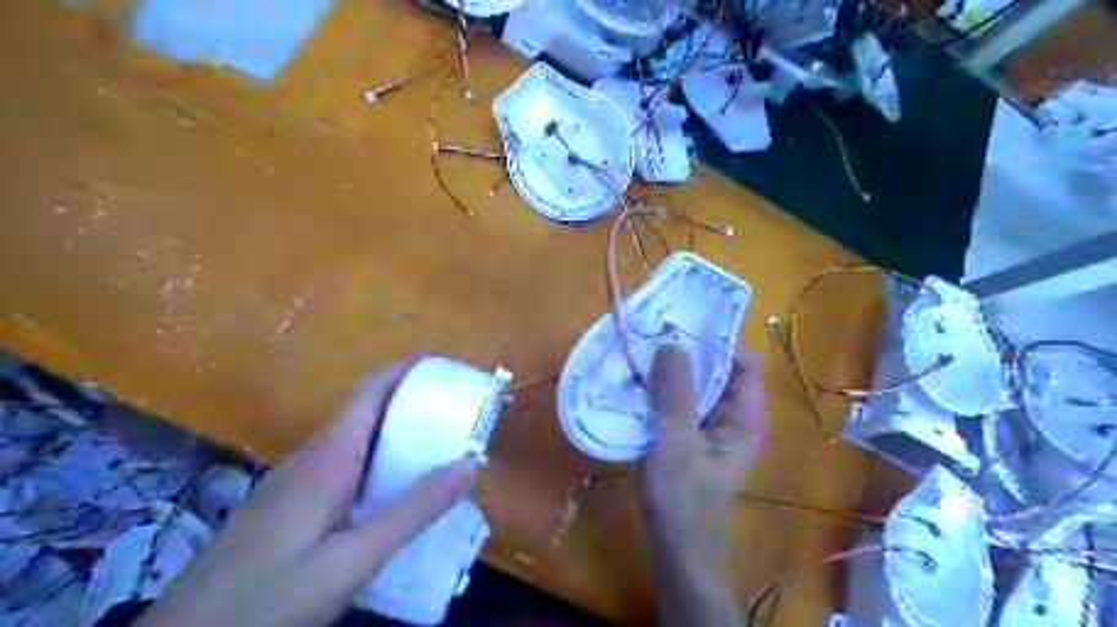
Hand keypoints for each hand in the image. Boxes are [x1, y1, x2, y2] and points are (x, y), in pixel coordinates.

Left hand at [134, 357, 473, 625]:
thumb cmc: (270, 597)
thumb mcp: (352, 559)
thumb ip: (411, 511)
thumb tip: (468, 463)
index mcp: (328, 459)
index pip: (370, 392)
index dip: (405, 369)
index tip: (442, 363)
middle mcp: (309, 459)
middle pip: (363, 412)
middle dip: (408, 401)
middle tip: (452, 411)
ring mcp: (291, 482)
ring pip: (351, 440)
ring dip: (391, 431)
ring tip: (432, 444)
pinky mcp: (284, 505)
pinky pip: (339, 465)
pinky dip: (373, 460)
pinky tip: (386, 490)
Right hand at [638, 346, 767, 623]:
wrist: (676, 555)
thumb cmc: (683, 500)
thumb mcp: (676, 442)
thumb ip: (675, 393)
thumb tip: (670, 345)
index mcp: (742, 418)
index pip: (745, 364)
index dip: (720, 341)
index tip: (684, 325)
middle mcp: (729, 420)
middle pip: (717, 373)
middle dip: (688, 354)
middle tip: (653, 335)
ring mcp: (707, 433)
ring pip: (694, 390)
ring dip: (670, 374)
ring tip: (639, 356)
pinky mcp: (686, 444)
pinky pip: (677, 408)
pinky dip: (660, 395)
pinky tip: (634, 389)